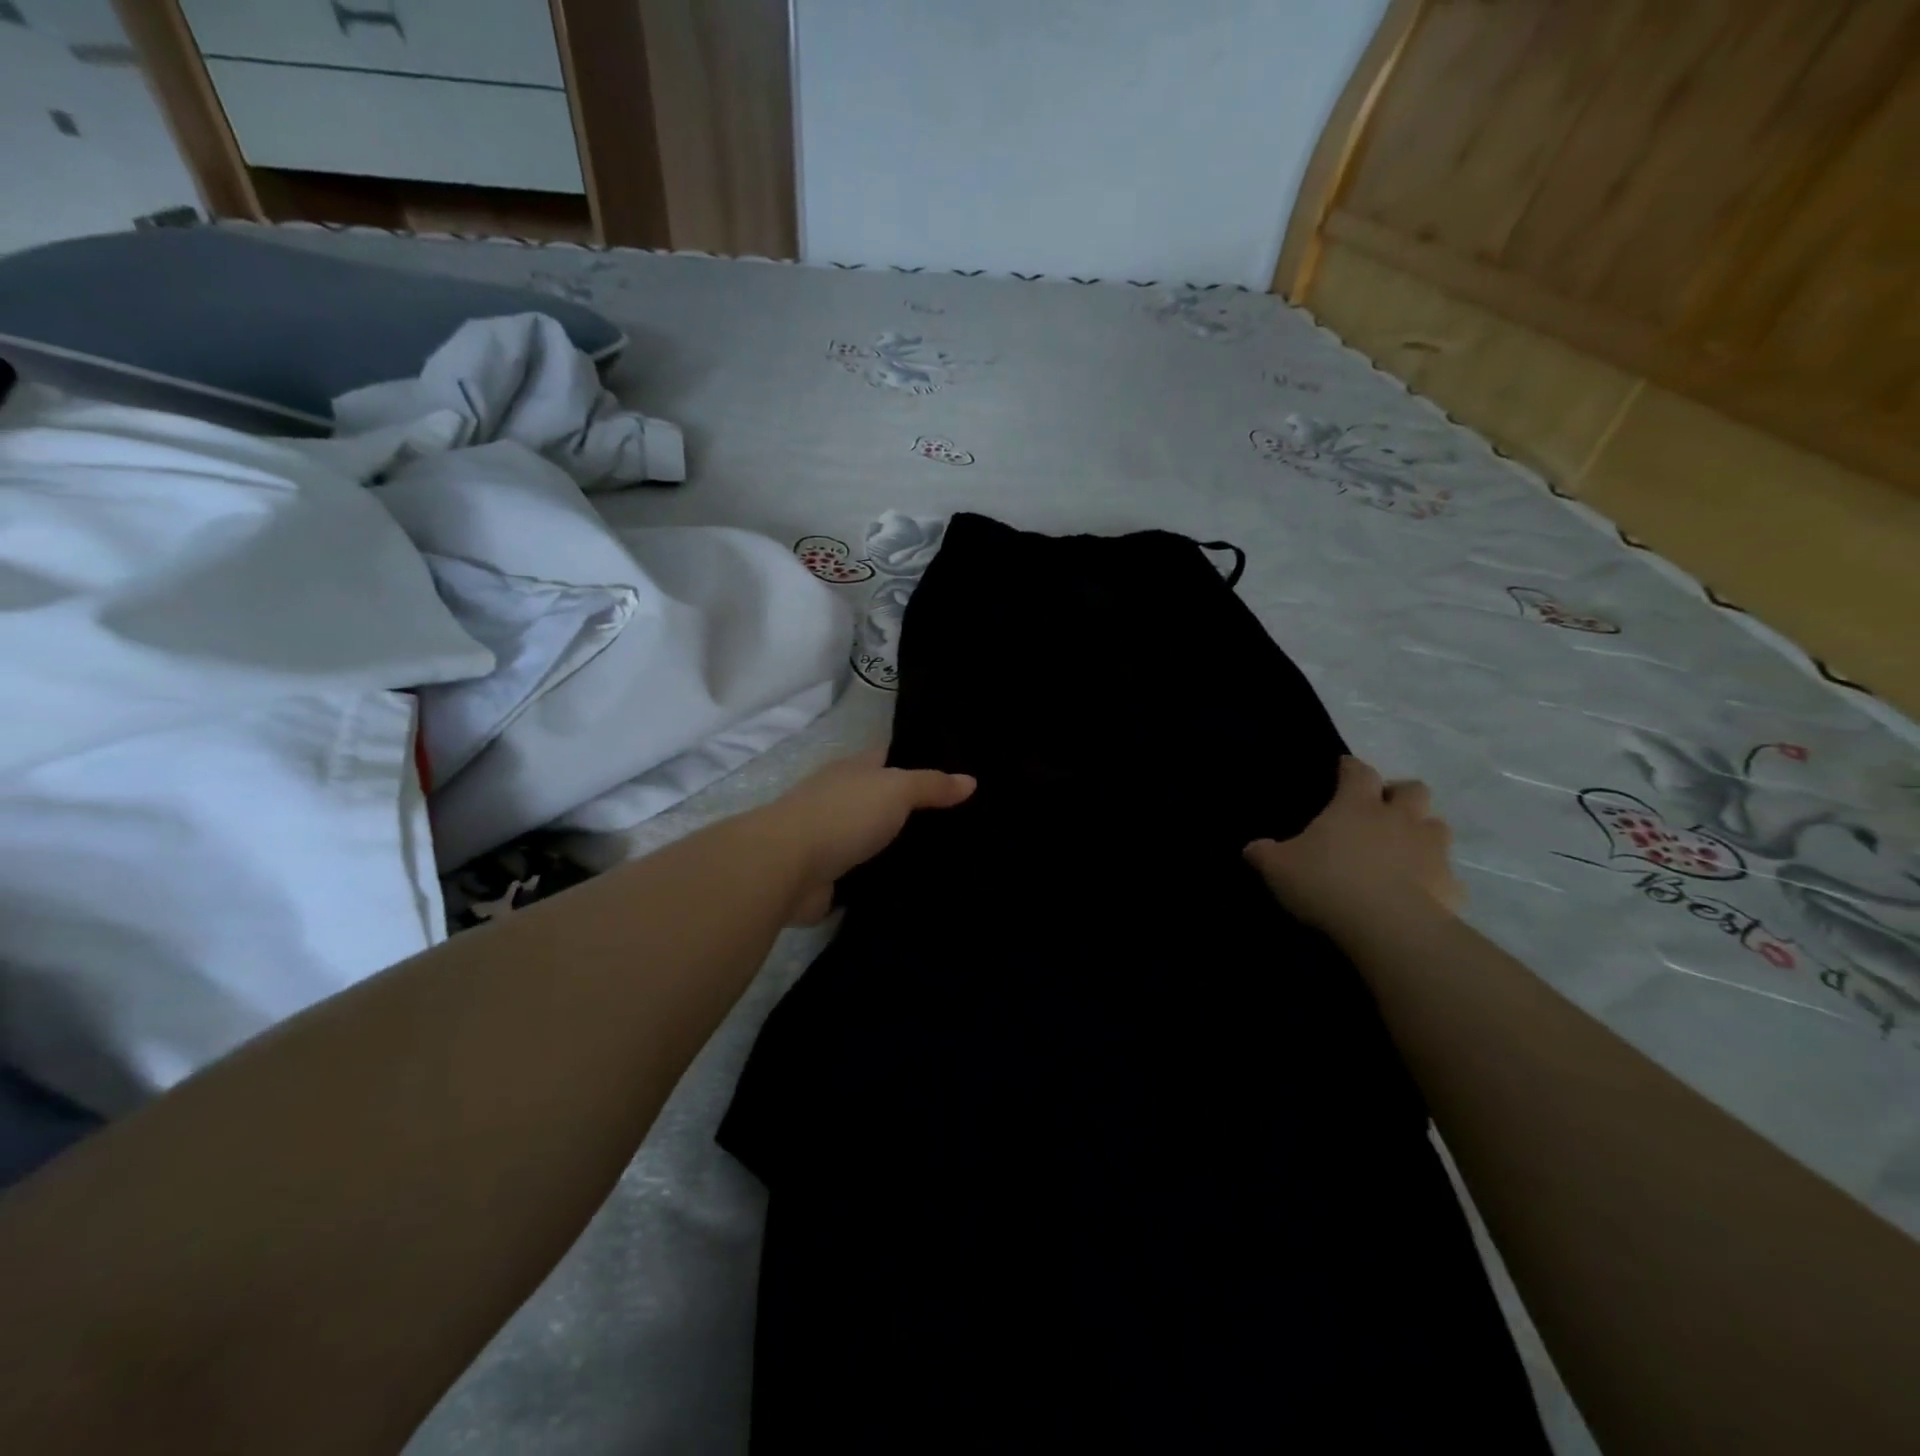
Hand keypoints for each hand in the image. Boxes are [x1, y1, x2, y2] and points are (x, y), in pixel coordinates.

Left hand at [755, 750, 975, 923]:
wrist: (786, 867)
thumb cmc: (843, 814)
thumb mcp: (896, 789)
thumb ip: (932, 785)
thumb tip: (971, 780)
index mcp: (854, 770)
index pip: (892, 757)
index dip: (922, 761)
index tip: (959, 774)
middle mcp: (842, 799)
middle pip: (886, 800)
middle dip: (917, 810)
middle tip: (966, 822)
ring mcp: (833, 838)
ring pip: (877, 839)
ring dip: (902, 847)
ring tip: (951, 857)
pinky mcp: (830, 876)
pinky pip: (867, 874)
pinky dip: (886, 878)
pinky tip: (918, 885)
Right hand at [1244, 756, 1461, 936]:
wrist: (1389, 928)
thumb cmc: (1327, 883)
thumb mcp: (1278, 868)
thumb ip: (1264, 853)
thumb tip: (1253, 848)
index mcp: (1357, 806)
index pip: (1358, 771)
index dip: (1350, 768)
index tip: (1343, 770)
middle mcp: (1399, 818)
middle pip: (1413, 789)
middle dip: (1399, 794)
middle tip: (1381, 810)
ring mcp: (1431, 851)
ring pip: (1437, 827)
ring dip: (1422, 832)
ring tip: (1403, 848)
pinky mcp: (1451, 886)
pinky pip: (1446, 876)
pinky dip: (1434, 880)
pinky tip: (1419, 893)